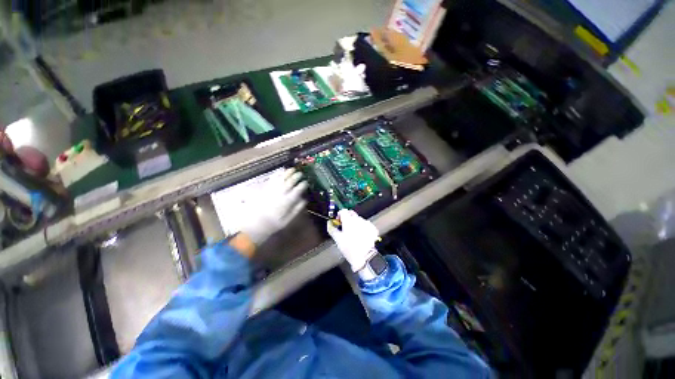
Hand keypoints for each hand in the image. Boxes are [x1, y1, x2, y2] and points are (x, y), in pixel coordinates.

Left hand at [240, 168, 307, 246]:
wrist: (256, 224)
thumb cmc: (274, 223)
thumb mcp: (288, 219)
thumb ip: (297, 209)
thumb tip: (304, 200)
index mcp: (288, 200)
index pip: (298, 189)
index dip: (303, 184)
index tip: (306, 183)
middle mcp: (281, 193)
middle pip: (291, 181)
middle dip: (297, 176)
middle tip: (300, 174)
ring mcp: (272, 189)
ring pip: (282, 178)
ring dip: (288, 173)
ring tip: (293, 169)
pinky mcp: (265, 188)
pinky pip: (272, 178)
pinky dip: (278, 174)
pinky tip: (281, 172)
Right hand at [327, 209, 378, 272]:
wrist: (364, 257)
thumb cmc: (350, 249)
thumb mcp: (338, 239)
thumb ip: (332, 229)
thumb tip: (329, 224)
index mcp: (348, 221)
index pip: (343, 211)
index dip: (340, 215)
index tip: (339, 221)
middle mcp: (358, 220)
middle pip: (351, 214)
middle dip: (347, 218)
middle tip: (345, 227)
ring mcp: (366, 223)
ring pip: (359, 219)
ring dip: (355, 223)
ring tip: (353, 234)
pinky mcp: (372, 228)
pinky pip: (366, 224)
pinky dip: (363, 227)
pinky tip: (361, 235)